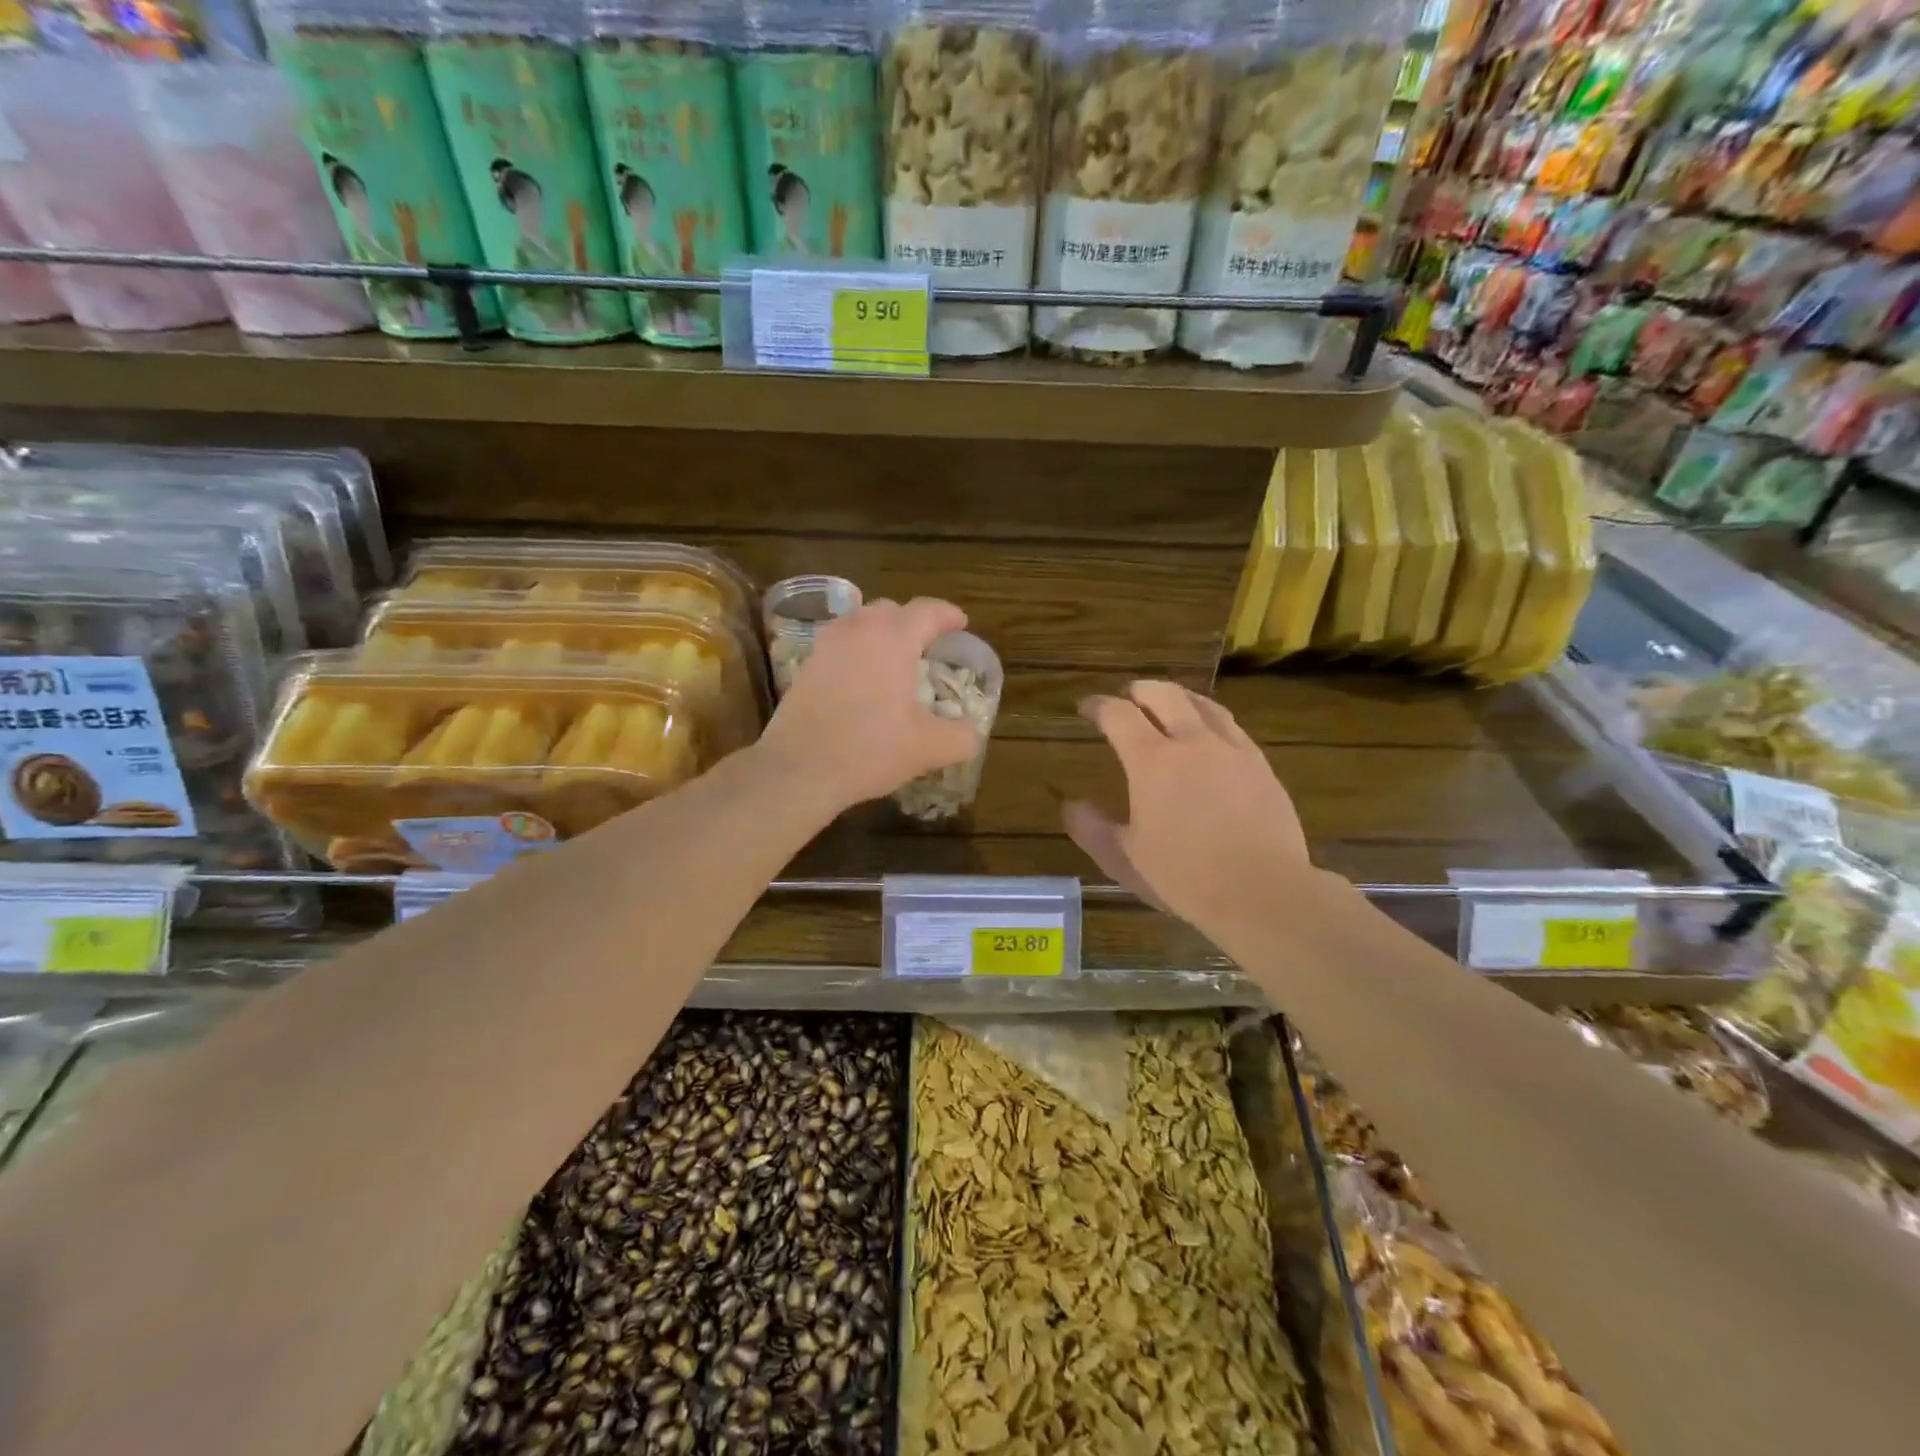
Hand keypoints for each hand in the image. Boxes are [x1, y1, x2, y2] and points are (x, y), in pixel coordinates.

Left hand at [755, 598, 980, 813]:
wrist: (798, 769)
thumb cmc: (870, 750)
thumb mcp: (929, 748)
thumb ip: (961, 736)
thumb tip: (970, 732)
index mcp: (893, 637)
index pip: (928, 611)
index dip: (949, 615)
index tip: (961, 625)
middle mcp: (858, 629)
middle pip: (891, 610)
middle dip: (914, 622)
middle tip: (929, 646)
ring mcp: (826, 644)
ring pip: (861, 623)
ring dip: (882, 634)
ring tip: (896, 661)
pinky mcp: (806, 664)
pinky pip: (840, 644)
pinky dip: (858, 651)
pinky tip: (863, 680)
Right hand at [1064, 682, 1316, 944]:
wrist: (1264, 892)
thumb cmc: (1185, 877)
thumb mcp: (1125, 859)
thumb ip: (1092, 829)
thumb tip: (1070, 805)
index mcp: (1152, 761)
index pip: (1118, 715)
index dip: (1098, 705)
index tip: (1085, 707)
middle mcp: (1192, 743)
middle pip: (1163, 694)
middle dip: (1139, 690)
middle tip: (1126, 697)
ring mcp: (1232, 750)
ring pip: (1203, 704)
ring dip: (1177, 697)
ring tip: (1167, 704)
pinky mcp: (1260, 766)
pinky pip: (1230, 727)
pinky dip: (1209, 719)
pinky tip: (1209, 736)